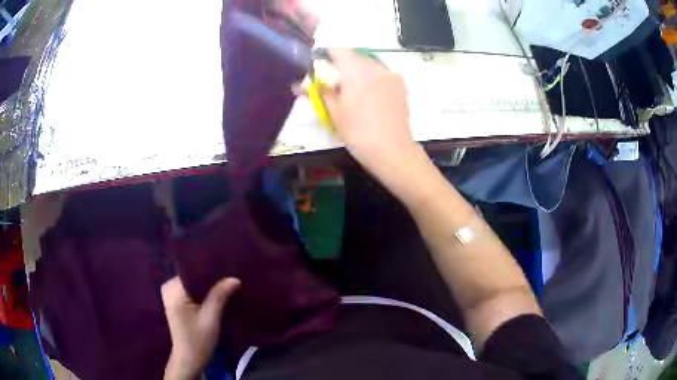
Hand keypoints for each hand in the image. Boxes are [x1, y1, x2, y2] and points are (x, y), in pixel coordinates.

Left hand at [162, 277, 240, 379]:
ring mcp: (170, 294)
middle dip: (209, 277)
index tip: (227, 269)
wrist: (189, 359)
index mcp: (174, 291)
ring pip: (192, 282)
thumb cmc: (199, 341)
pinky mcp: (175, 300)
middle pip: (192, 275)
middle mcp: (168, 288)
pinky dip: (202, 291)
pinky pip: (190, 289)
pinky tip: (215, 293)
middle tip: (229, 276)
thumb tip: (234, 278)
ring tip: (224, 283)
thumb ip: (220, 296)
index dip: (210, 270)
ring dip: (207, 285)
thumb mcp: (211, 318)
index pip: (192, 271)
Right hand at [320, 48, 417, 171]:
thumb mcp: (334, 113)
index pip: (338, 50)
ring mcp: (391, 75)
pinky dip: (374, 80)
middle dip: (343, 67)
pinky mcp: (401, 85)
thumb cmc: (358, 132)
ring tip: (355, 96)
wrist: (392, 150)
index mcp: (356, 70)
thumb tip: (301, 84)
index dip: (327, 56)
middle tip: (336, 87)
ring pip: (369, 66)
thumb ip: (319, 92)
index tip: (322, 68)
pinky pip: (382, 75)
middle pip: (354, 57)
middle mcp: (375, 66)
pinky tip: (372, 99)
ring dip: (359, 74)